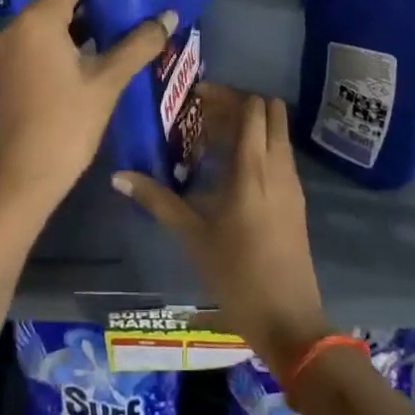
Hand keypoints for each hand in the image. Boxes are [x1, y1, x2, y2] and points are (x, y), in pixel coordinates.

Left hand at [0, 0, 176, 215]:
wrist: (25, 177)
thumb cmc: (67, 123)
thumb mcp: (108, 80)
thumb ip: (139, 43)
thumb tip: (169, 15)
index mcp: (38, 20)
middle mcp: (20, 26)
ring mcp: (14, 48)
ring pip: (55, 17)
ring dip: (87, 14)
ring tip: (128, 10)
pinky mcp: (16, 67)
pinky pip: (47, 37)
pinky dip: (73, 34)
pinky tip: (104, 41)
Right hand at [113, 86, 332, 379]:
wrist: (288, 319)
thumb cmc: (237, 274)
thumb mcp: (192, 235)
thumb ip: (157, 200)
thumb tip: (118, 176)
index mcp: (253, 167)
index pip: (251, 107)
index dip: (225, 95)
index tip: (194, 99)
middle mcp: (278, 166)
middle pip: (270, 111)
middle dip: (240, 104)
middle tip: (204, 116)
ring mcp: (292, 182)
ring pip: (277, 133)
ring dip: (250, 126)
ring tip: (212, 139)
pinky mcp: (296, 200)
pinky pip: (280, 155)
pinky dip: (260, 147)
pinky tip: (231, 170)